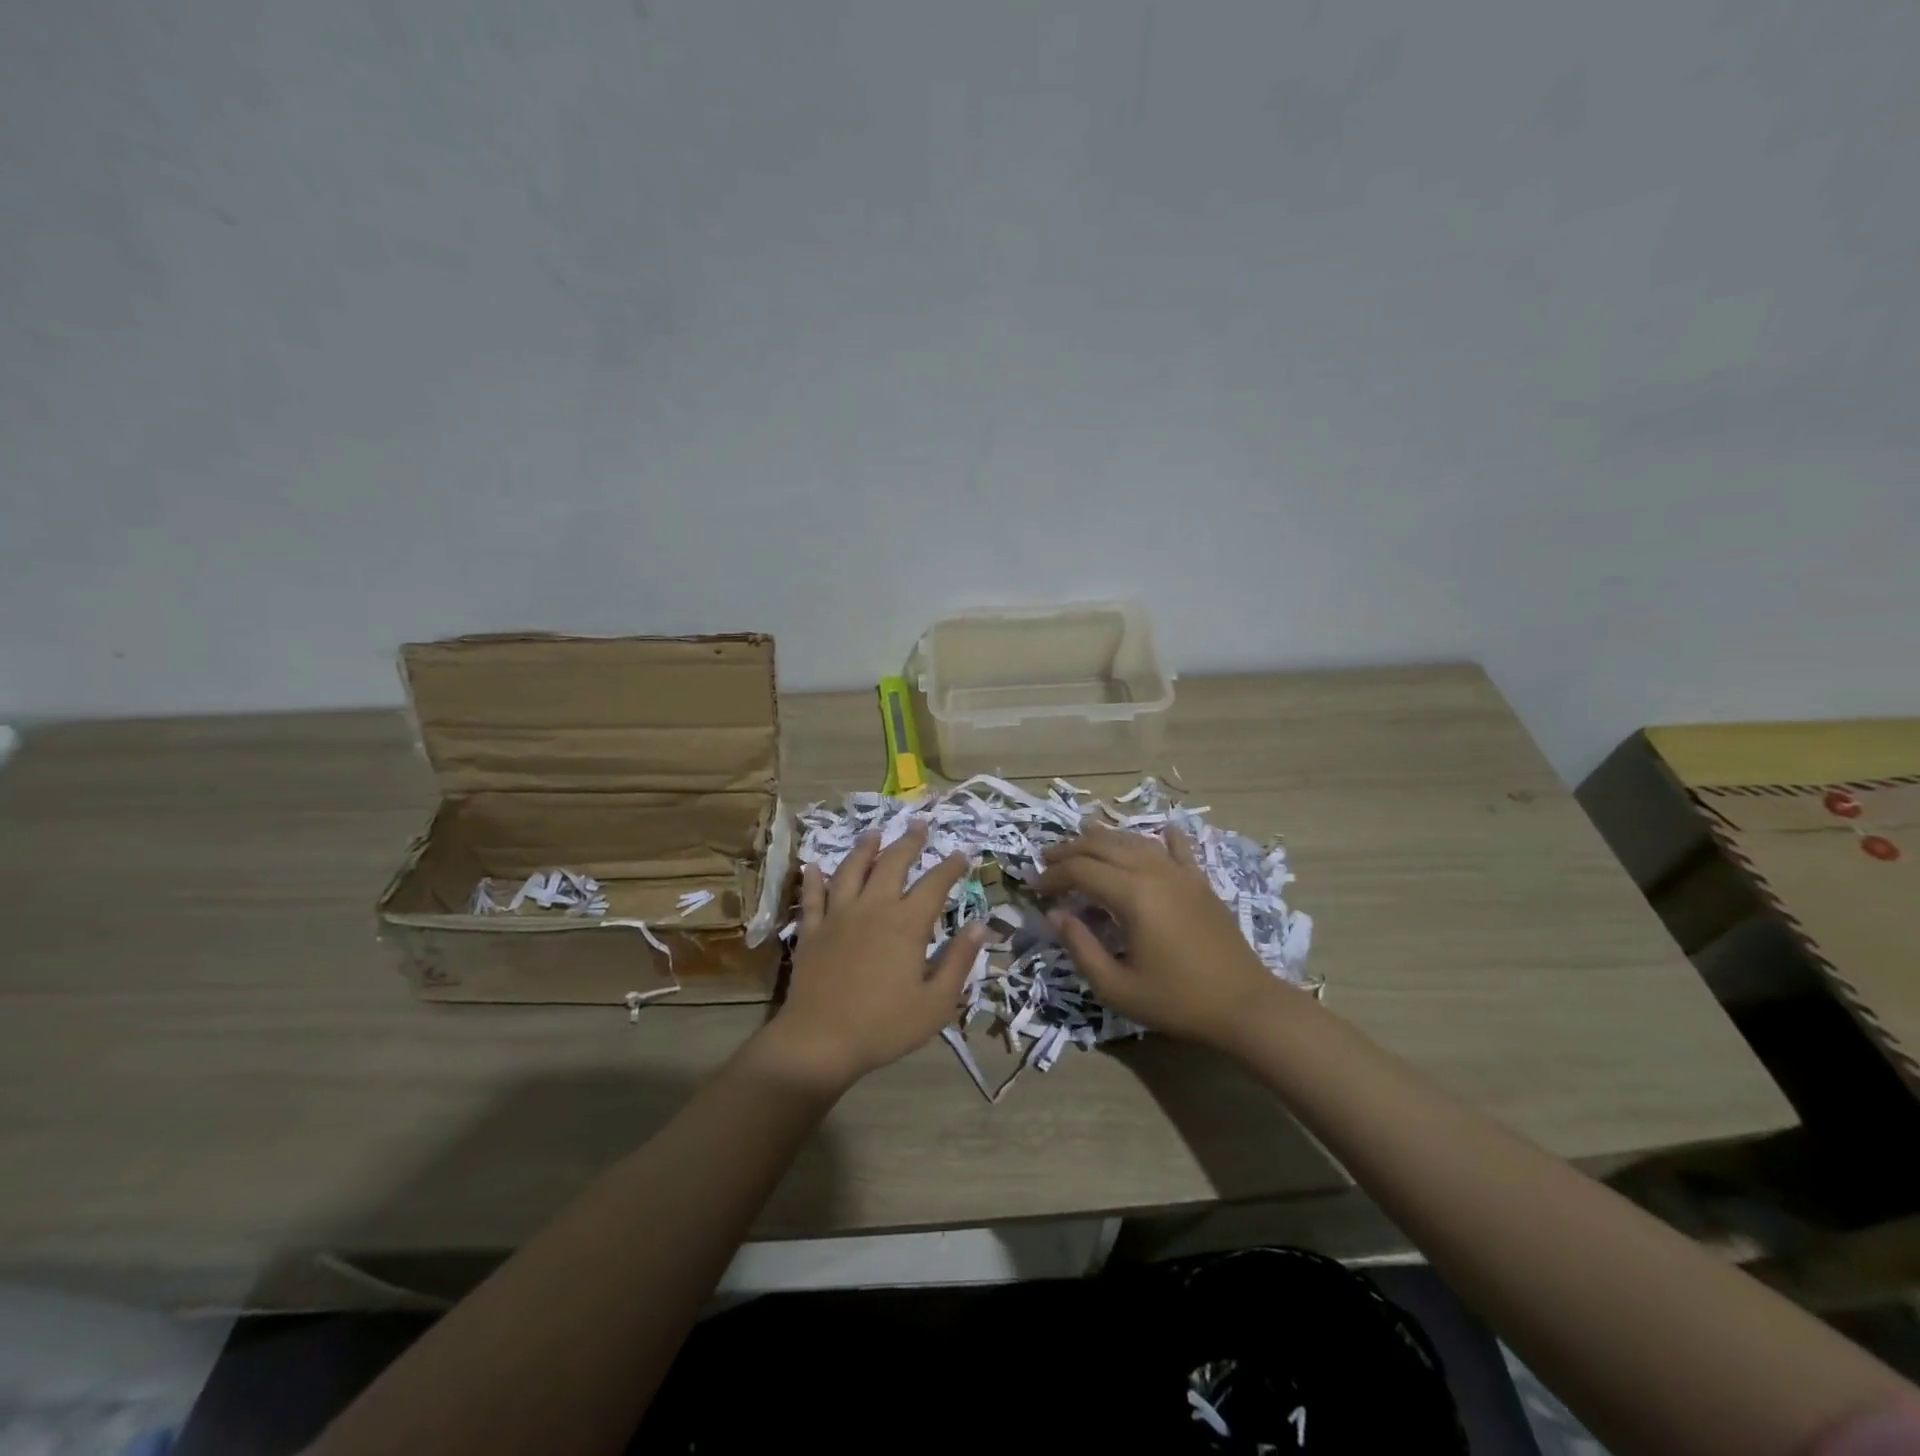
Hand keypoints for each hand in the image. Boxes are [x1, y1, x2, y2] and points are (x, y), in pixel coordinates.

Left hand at [754, 824, 987, 1094]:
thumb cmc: (885, 1026)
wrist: (820, 1041)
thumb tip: (981, 926)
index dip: (950, 866)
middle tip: (920, 824)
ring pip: (851, 870)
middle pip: (893, 864)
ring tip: (874, 833)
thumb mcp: (936, 1003)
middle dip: (909, 841)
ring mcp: (838, 916)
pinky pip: (812, 896)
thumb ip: (959, 961)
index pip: (934, 884)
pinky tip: (813, 865)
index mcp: (907, 924)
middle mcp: (873, 908)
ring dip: (864, 848)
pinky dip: (813, 879)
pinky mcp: (812, 930)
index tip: (962, 853)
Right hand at [1036, 822, 1290, 1050]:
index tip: (1033, 889)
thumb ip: (1080, 948)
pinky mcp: (1200, 882)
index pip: (1080, 870)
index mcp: (1132, 895)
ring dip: (1103, 838)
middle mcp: (1154, 872)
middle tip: (1046, 861)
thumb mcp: (1117, 986)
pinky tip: (1161, 831)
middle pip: (1102, 846)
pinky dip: (1162, 838)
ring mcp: (1180, 873)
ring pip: (1134, 841)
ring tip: (1081, 840)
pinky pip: (1178, 849)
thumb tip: (1056, 915)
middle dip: (1069, 850)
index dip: (1052, 876)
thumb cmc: (1177, 1000)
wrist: (1245, 1005)